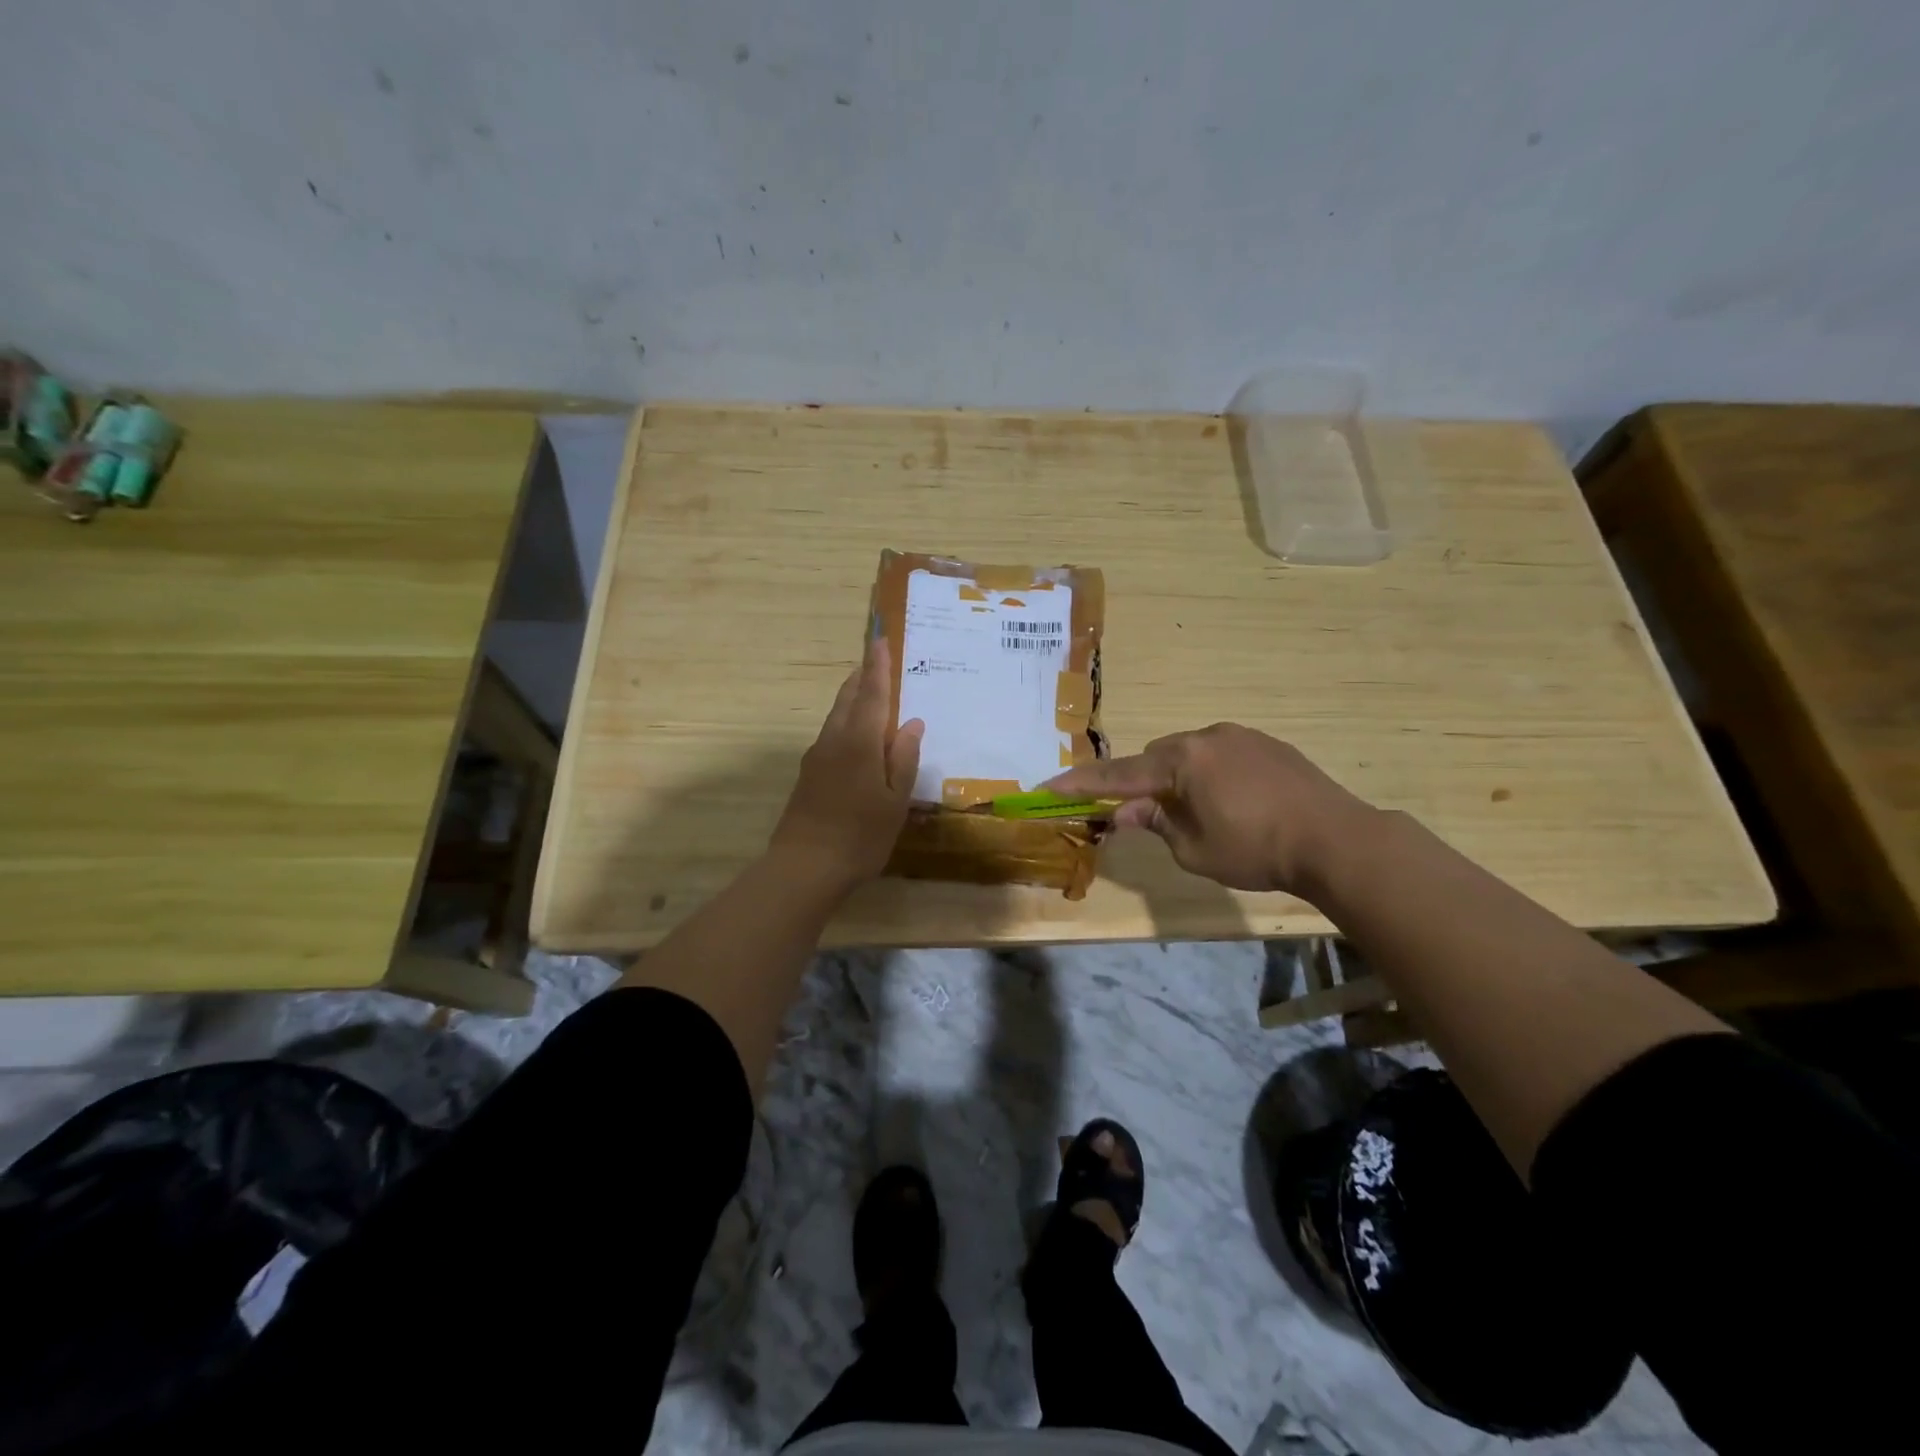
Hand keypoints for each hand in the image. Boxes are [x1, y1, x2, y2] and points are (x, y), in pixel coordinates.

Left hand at [770, 637, 923, 891]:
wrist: (804, 868)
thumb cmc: (860, 836)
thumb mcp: (894, 801)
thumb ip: (903, 759)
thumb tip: (911, 723)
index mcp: (859, 743)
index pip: (870, 694)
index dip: (877, 666)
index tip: (880, 639)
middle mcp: (834, 741)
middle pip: (847, 699)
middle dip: (861, 677)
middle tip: (876, 661)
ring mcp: (816, 758)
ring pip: (836, 716)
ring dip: (852, 698)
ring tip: (869, 692)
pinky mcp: (808, 775)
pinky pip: (831, 735)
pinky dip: (846, 722)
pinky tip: (857, 737)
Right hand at [1046, 723, 1376, 892]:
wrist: (1336, 838)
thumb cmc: (1256, 849)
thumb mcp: (1193, 849)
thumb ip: (1155, 823)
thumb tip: (1124, 810)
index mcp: (1181, 761)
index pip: (1118, 773)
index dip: (1081, 782)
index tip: (1049, 786)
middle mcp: (1206, 737)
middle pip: (1156, 757)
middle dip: (1144, 782)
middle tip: (1149, 815)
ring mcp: (1240, 736)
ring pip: (1190, 753)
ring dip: (1180, 777)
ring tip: (1202, 813)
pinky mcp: (1268, 743)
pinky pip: (1221, 753)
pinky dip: (1211, 773)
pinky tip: (1235, 802)